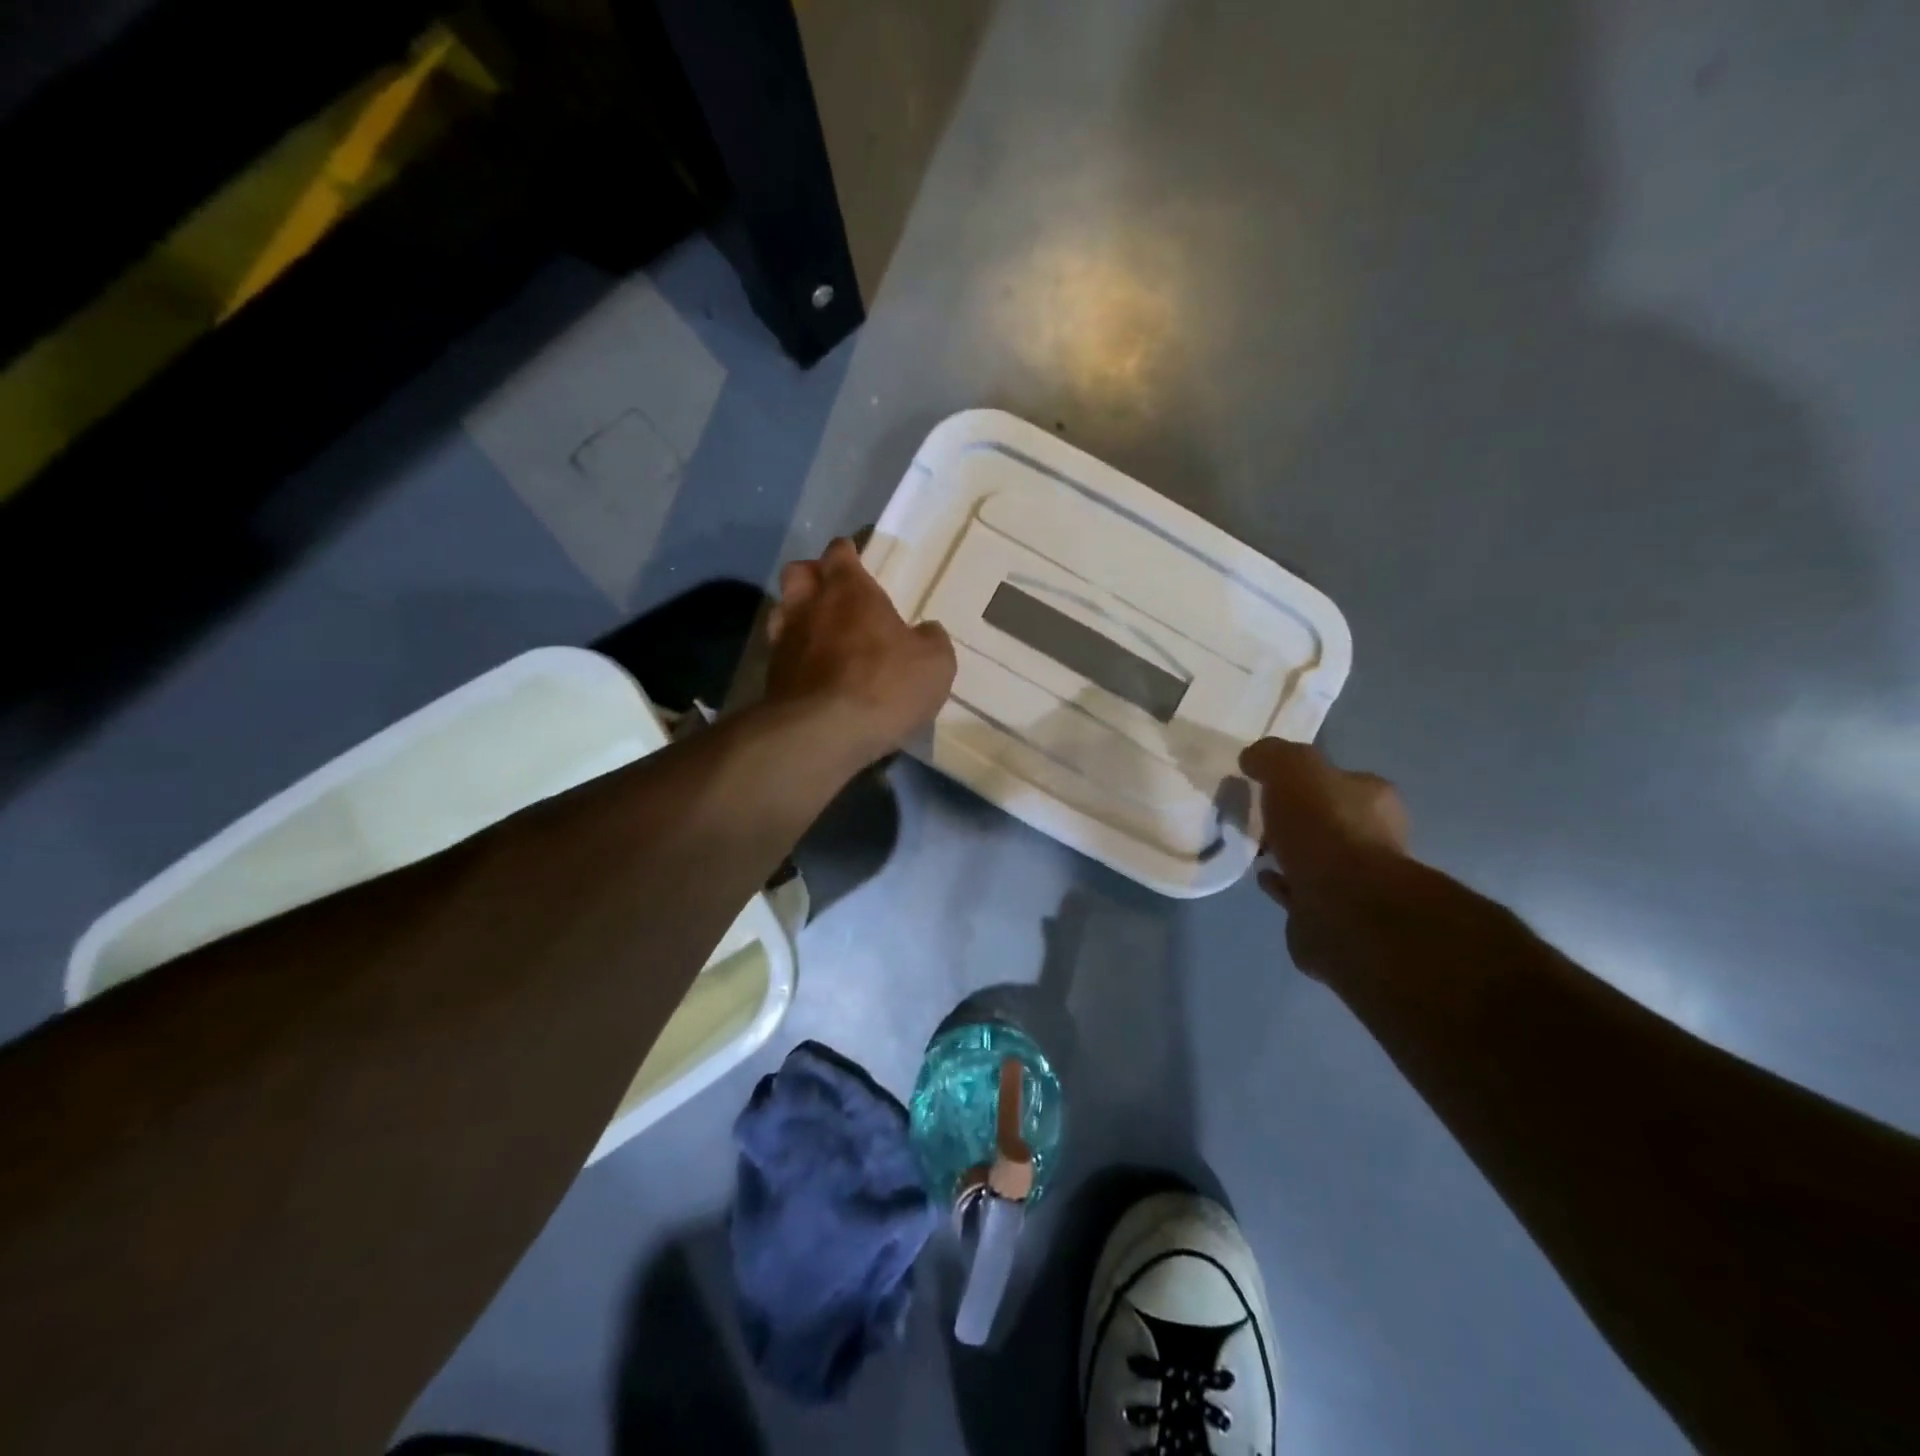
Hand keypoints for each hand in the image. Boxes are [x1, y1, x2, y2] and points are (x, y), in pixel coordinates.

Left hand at [766, 538, 956, 764]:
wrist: (824, 734)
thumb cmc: (885, 685)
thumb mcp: (935, 663)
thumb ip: (931, 640)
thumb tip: (927, 632)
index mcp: (849, 590)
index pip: (840, 552)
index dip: (848, 552)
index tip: (857, 556)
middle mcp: (809, 606)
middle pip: (799, 573)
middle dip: (813, 575)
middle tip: (833, 592)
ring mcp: (784, 642)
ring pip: (782, 611)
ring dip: (798, 615)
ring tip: (819, 632)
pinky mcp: (771, 678)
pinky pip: (782, 654)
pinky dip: (795, 657)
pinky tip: (813, 673)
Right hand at [1238, 739, 1408, 970]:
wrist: (1342, 905)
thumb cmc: (1324, 827)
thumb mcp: (1293, 769)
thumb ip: (1272, 756)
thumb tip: (1254, 757)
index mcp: (1374, 799)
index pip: (1341, 780)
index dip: (1308, 778)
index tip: (1271, 781)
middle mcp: (1374, 837)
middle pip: (1329, 819)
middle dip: (1298, 816)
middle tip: (1260, 813)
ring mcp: (1355, 880)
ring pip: (1315, 856)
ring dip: (1289, 851)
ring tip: (1254, 846)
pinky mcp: (1333, 912)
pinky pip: (1300, 890)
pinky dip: (1281, 882)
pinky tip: (1261, 875)